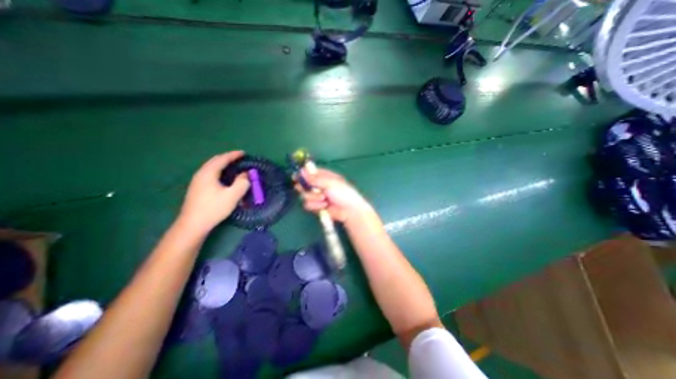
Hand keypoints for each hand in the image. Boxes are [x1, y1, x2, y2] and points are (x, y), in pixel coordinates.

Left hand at [179, 149, 250, 233]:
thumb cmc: (214, 208)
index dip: (234, 155)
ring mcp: (197, 181)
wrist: (193, 224)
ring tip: (233, 166)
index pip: (222, 159)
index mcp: (208, 173)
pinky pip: (209, 173)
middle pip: (215, 161)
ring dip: (222, 164)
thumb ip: (242, 183)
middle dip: (227, 157)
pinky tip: (223, 177)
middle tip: (239, 158)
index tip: (244, 153)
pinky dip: (219, 170)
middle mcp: (201, 174)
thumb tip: (246, 174)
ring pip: (211, 167)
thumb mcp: (232, 196)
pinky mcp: (197, 188)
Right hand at [297, 168, 374, 225]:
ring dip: (313, 198)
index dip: (302, 174)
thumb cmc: (343, 193)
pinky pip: (308, 205)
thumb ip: (314, 178)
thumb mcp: (330, 183)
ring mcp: (317, 196)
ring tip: (324, 199)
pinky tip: (324, 206)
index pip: (309, 173)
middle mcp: (319, 185)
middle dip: (306, 188)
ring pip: (305, 196)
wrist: (349, 211)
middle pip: (303, 184)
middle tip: (312, 190)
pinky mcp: (316, 206)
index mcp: (324, 176)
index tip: (295, 177)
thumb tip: (301, 171)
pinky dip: (315, 206)